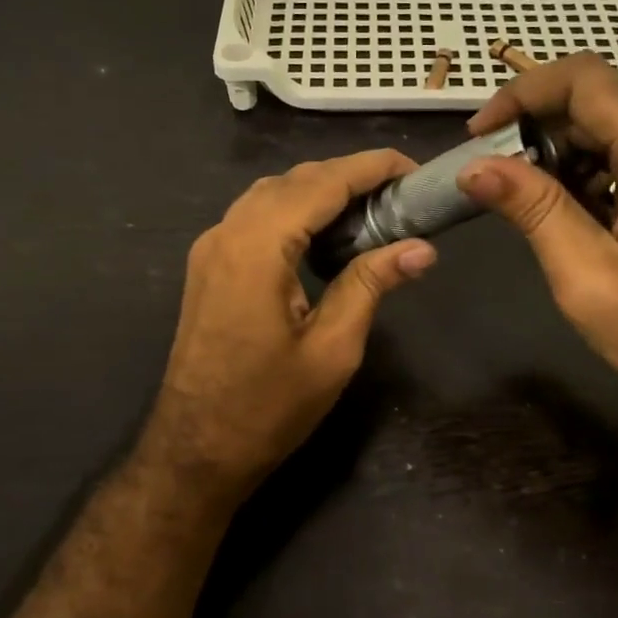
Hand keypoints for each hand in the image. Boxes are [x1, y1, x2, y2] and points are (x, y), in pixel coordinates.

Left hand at [138, 151, 437, 504]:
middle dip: (349, 176)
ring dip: (320, 192)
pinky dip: (294, 213)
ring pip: (272, 195)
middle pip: (295, 180)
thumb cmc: (268, 407)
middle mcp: (227, 232)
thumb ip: (371, 285)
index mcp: (258, 246)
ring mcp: (211, 248)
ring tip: (371, 212)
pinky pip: (255, 219)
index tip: (415, 168)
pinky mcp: (208, 267)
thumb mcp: (332, 349)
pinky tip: (325, 238)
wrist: (195, 450)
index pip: (322, 181)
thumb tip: (422, 247)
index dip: (371, 167)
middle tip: (401, 196)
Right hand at [458, 55, 617, 455]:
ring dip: (558, 153)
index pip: (587, 82)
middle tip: (489, 174)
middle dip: (535, 127)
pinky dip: (586, 173)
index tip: (477, 133)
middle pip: (599, 101)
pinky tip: (562, 212)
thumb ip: (535, 211)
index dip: (522, 93)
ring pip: (612, 129)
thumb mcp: (588, 281)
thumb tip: (474, 166)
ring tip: (519, 200)